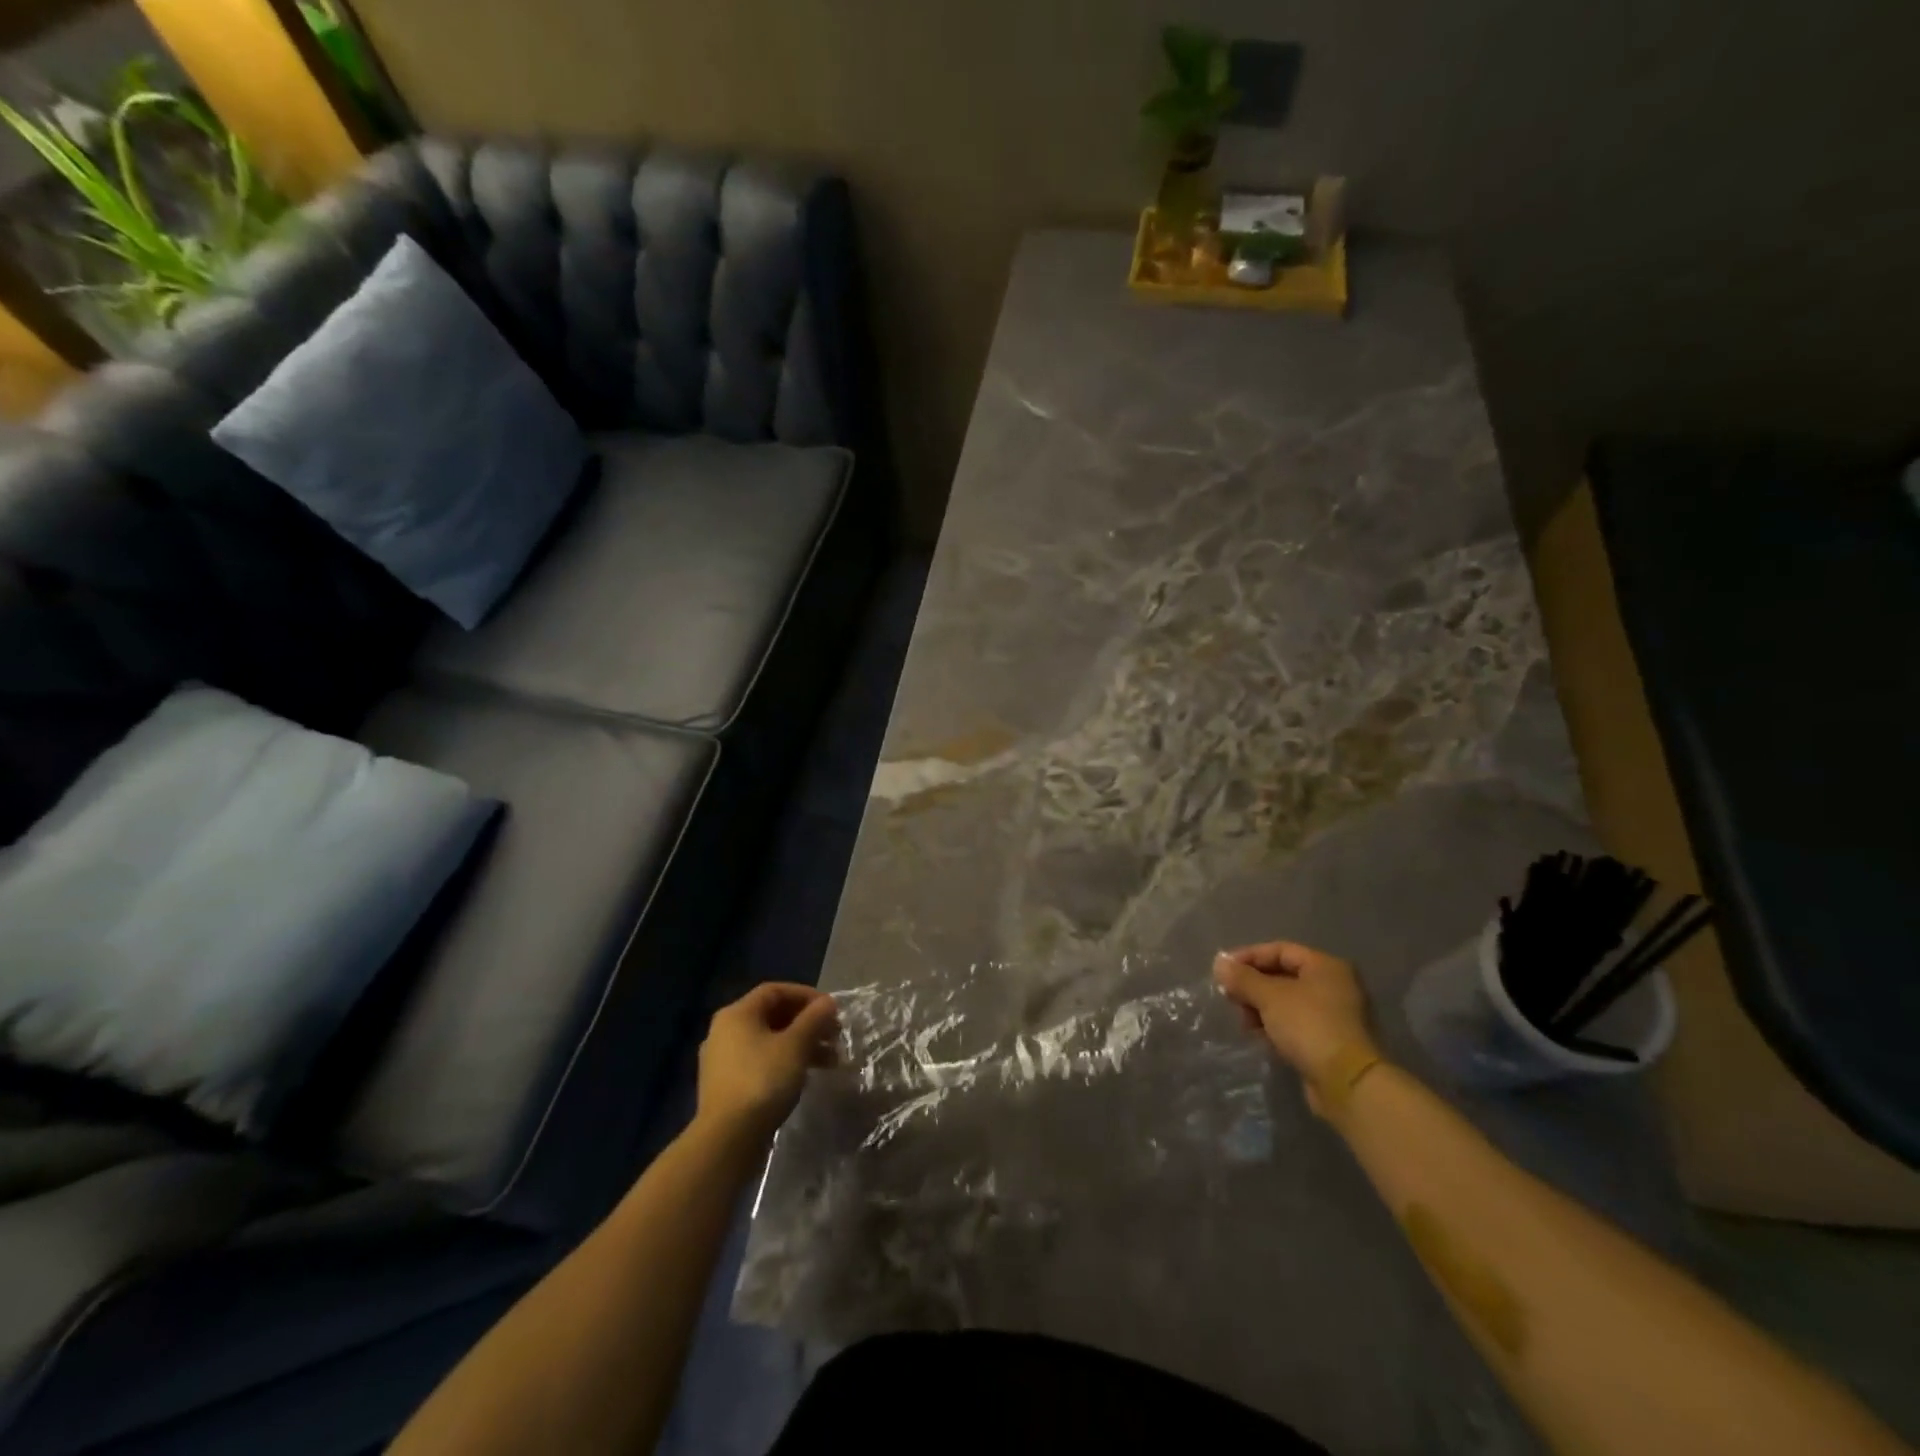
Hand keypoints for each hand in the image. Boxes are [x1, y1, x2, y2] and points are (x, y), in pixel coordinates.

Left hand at [696, 983, 838, 1143]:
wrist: (727, 1139)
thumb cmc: (763, 1081)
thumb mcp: (796, 1046)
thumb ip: (814, 1019)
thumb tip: (827, 1002)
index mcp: (736, 1014)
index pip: (775, 991)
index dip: (806, 995)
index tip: (831, 1009)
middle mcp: (724, 1031)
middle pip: (772, 1016)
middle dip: (807, 1023)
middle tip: (833, 1035)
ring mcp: (722, 1061)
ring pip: (767, 1042)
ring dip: (800, 1045)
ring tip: (829, 1061)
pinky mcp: (725, 1087)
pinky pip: (759, 1063)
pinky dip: (784, 1063)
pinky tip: (804, 1077)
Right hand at [1213, 941, 1375, 1112]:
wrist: (1348, 1083)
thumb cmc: (1309, 1026)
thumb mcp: (1270, 997)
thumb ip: (1243, 978)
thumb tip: (1219, 963)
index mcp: (1326, 966)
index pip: (1279, 950)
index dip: (1248, 957)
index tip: (1222, 970)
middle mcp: (1334, 986)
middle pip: (1283, 976)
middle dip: (1253, 985)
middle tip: (1230, 997)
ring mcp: (1335, 1015)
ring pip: (1287, 1002)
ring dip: (1261, 1008)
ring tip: (1244, 1021)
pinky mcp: (1330, 1041)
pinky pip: (1296, 1024)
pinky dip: (1276, 1026)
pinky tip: (1260, 1036)